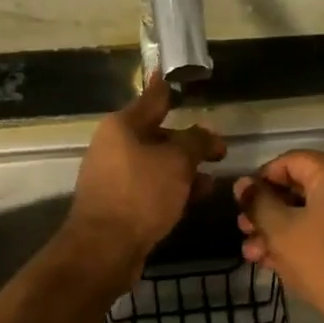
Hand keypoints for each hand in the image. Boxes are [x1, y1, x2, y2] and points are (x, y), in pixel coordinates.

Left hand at [66, 74, 225, 278]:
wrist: (105, 248)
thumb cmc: (141, 194)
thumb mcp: (178, 162)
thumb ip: (196, 142)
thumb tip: (206, 135)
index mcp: (122, 126)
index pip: (153, 98)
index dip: (168, 87)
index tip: (175, 74)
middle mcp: (113, 146)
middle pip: (158, 135)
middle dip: (189, 143)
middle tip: (219, 150)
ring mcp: (113, 176)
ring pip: (156, 164)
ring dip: (184, 171)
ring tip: (212, 181)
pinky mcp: (118, 203)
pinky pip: (151, 187)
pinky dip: (172, 189)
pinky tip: (195, 199)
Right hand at [234, 151, 323, 322]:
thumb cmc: (323, 261)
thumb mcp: (281, 230)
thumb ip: (258, 203)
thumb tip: (242, 184)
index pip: (290, 161)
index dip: (261, 179)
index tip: (241, 203)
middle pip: (300, 187)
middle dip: (267, 210)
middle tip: (243, 230)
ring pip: (311, 213)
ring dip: (279, 229)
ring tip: (252, 253)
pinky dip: (302, 240)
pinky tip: (275, 262)